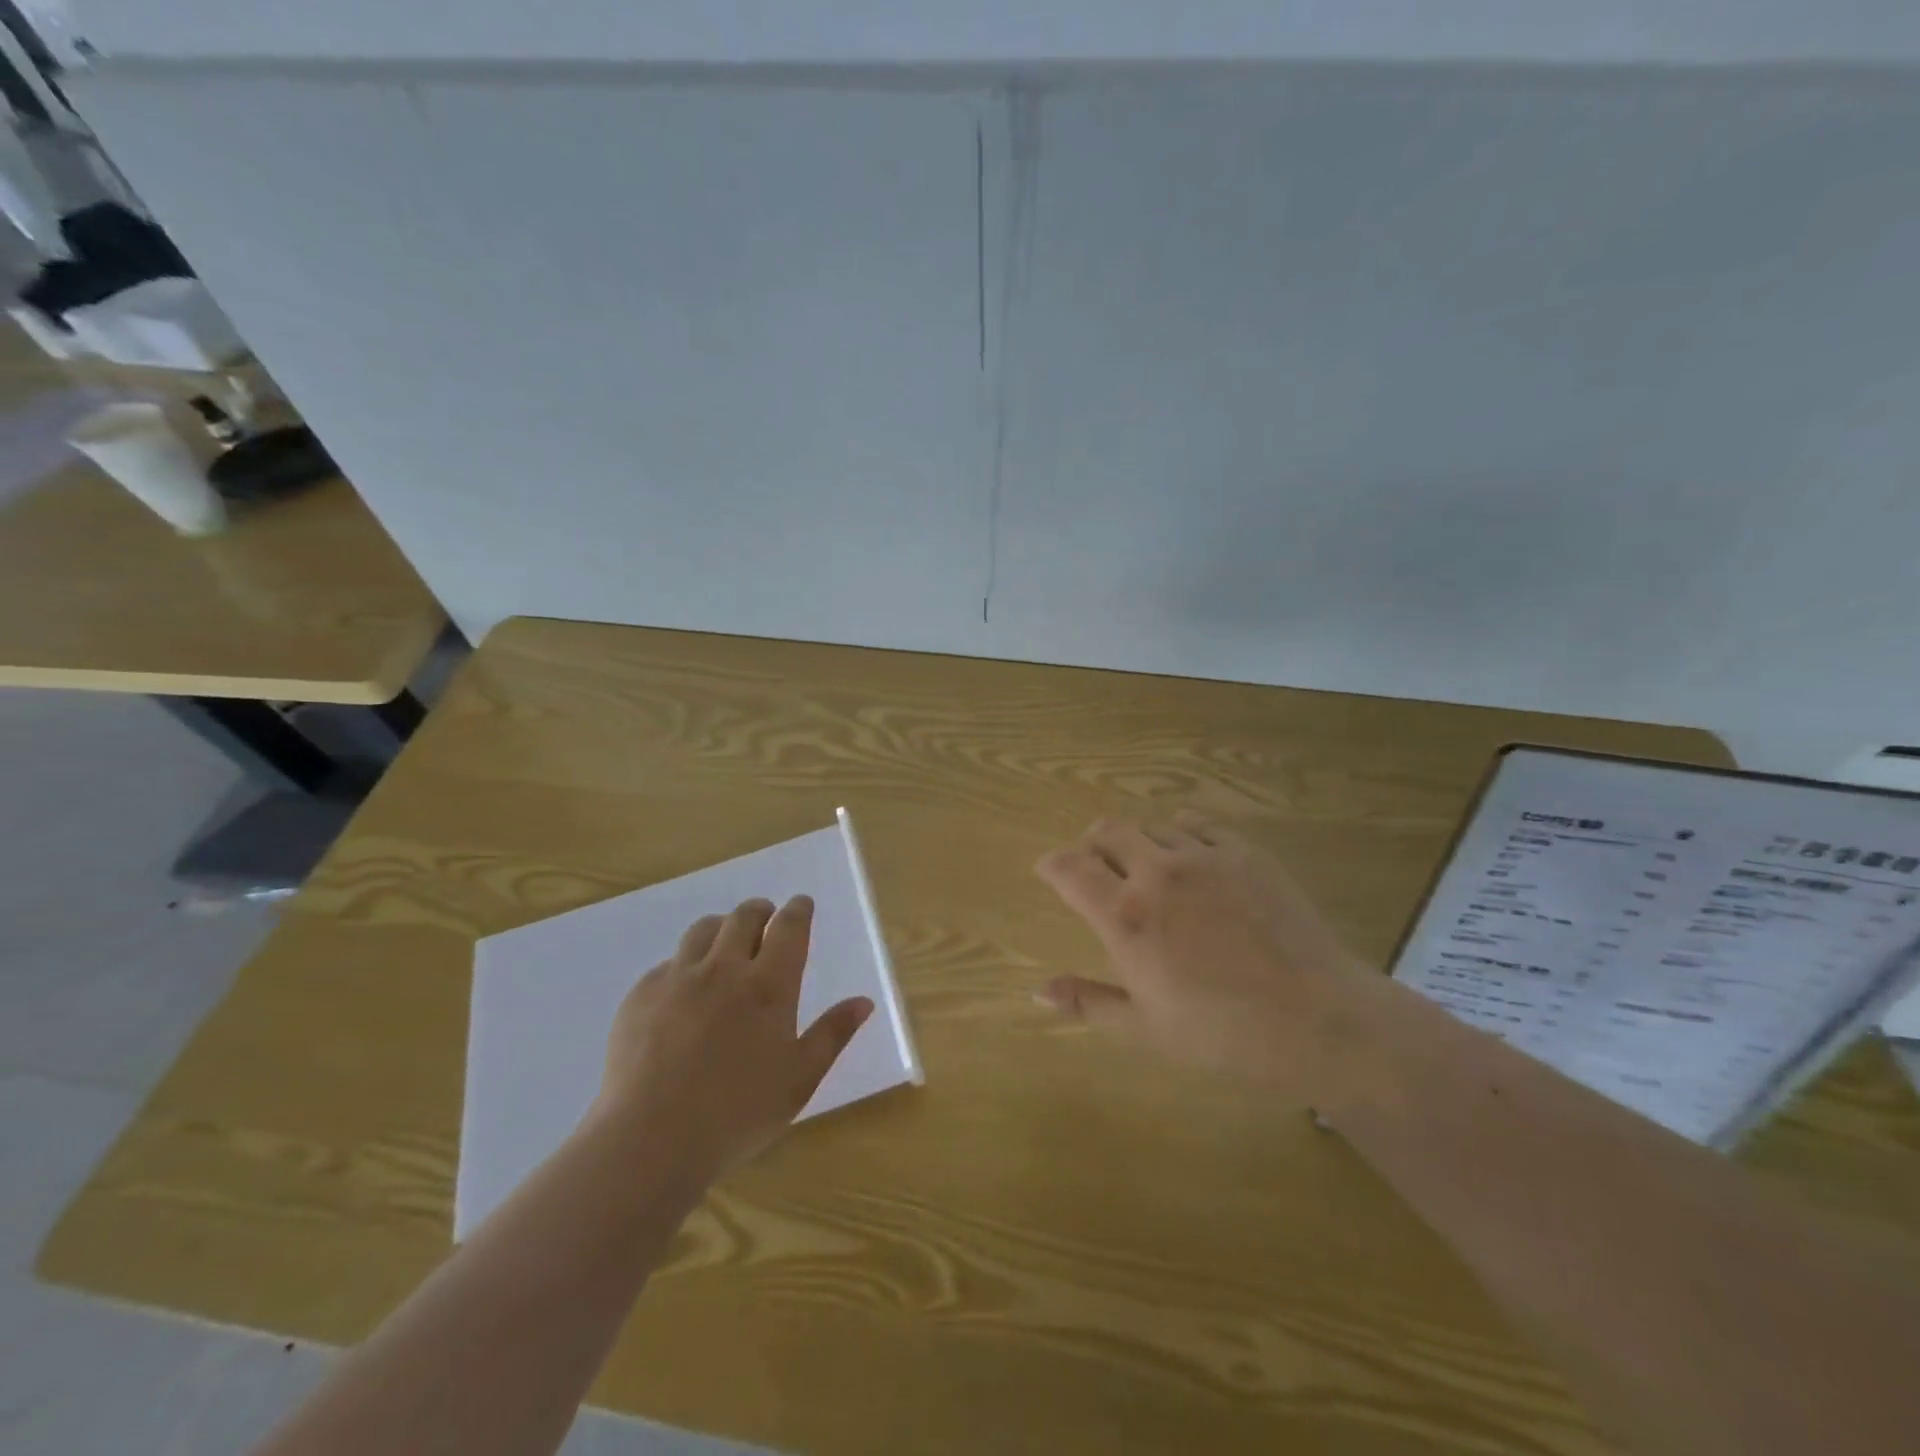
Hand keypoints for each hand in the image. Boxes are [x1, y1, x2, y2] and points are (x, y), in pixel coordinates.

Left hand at [594, 895, 872, 1184]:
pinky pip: (667, 964)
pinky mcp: (640, 996)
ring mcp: (677, 979)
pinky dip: (684, 964)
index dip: (798, 910)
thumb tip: (863, 1001)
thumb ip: (832, 1034)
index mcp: (769, 986)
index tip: (801, 904)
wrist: (649, 1141)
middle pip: (743, 917)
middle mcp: (724, 969)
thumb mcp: (799, 1079)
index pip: (788, 928)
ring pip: (702, 930)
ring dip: (720, 927)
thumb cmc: (738, 1114)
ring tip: (724, 940)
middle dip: (759, 910)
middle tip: (765, 916)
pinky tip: (683, 988)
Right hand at [1035, 811, 1388, 1100]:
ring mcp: (1204, 856)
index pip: (1069, 868)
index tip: (1049, 872)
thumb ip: (1087, 1002)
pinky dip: (1179, 833)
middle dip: (1091, 845)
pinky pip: (1196, 823)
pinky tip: (1189, 858)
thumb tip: (1037, 992)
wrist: (1319, 1021)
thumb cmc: (1224, 1035)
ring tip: (1148, 872)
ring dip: (1137, 843)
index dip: (1051, 865)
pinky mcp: (1244, 852)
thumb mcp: (1145, 1029)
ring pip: (1151, 825)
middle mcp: (1157, 873)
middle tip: (1097, 870)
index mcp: (1125, 917)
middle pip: (1106, 831)